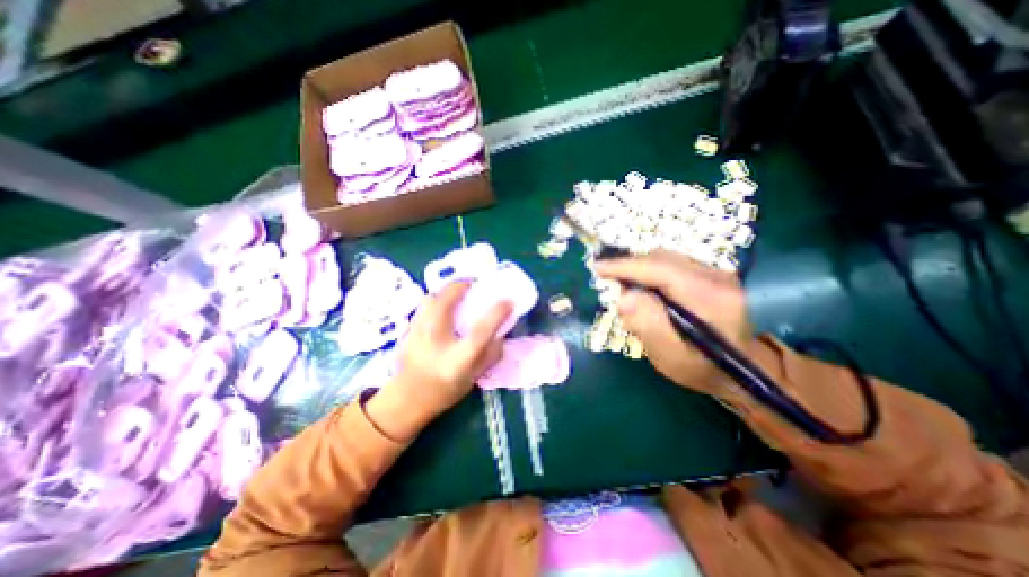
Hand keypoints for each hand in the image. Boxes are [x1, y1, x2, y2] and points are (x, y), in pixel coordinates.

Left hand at [371, 282, 515, 439]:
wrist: (407, 400)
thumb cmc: (445, 391)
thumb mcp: (474, 378)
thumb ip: (490, 355)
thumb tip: (501, 334)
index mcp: (457, 360)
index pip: (480, 332)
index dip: (496, 314)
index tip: (508, 301)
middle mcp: (435, 343)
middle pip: (445, 304)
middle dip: (461, 287)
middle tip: (474, 285)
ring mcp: (417, 334)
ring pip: (431, 299)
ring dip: (446, 291)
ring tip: (458, 293)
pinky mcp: (408, 330)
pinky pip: (424, 305)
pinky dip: (436, 299)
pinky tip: (442, 306)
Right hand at [591, 250, 752, 393]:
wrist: (748, 369)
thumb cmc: (705, 369)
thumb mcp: (672, 357)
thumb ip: (648, 326)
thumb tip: (623, 297)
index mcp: (710, 297)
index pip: (659, 269)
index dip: (625, 266)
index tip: (598, 269)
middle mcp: (717, 276)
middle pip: (662, 258)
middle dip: (630, 266)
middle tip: (608, 282)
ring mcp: (718, 272)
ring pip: (666, 258)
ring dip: (639, 269)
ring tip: (623, 285)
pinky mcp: (713, 274)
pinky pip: (673, 264)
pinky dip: (651, 271)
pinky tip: (644, 288)